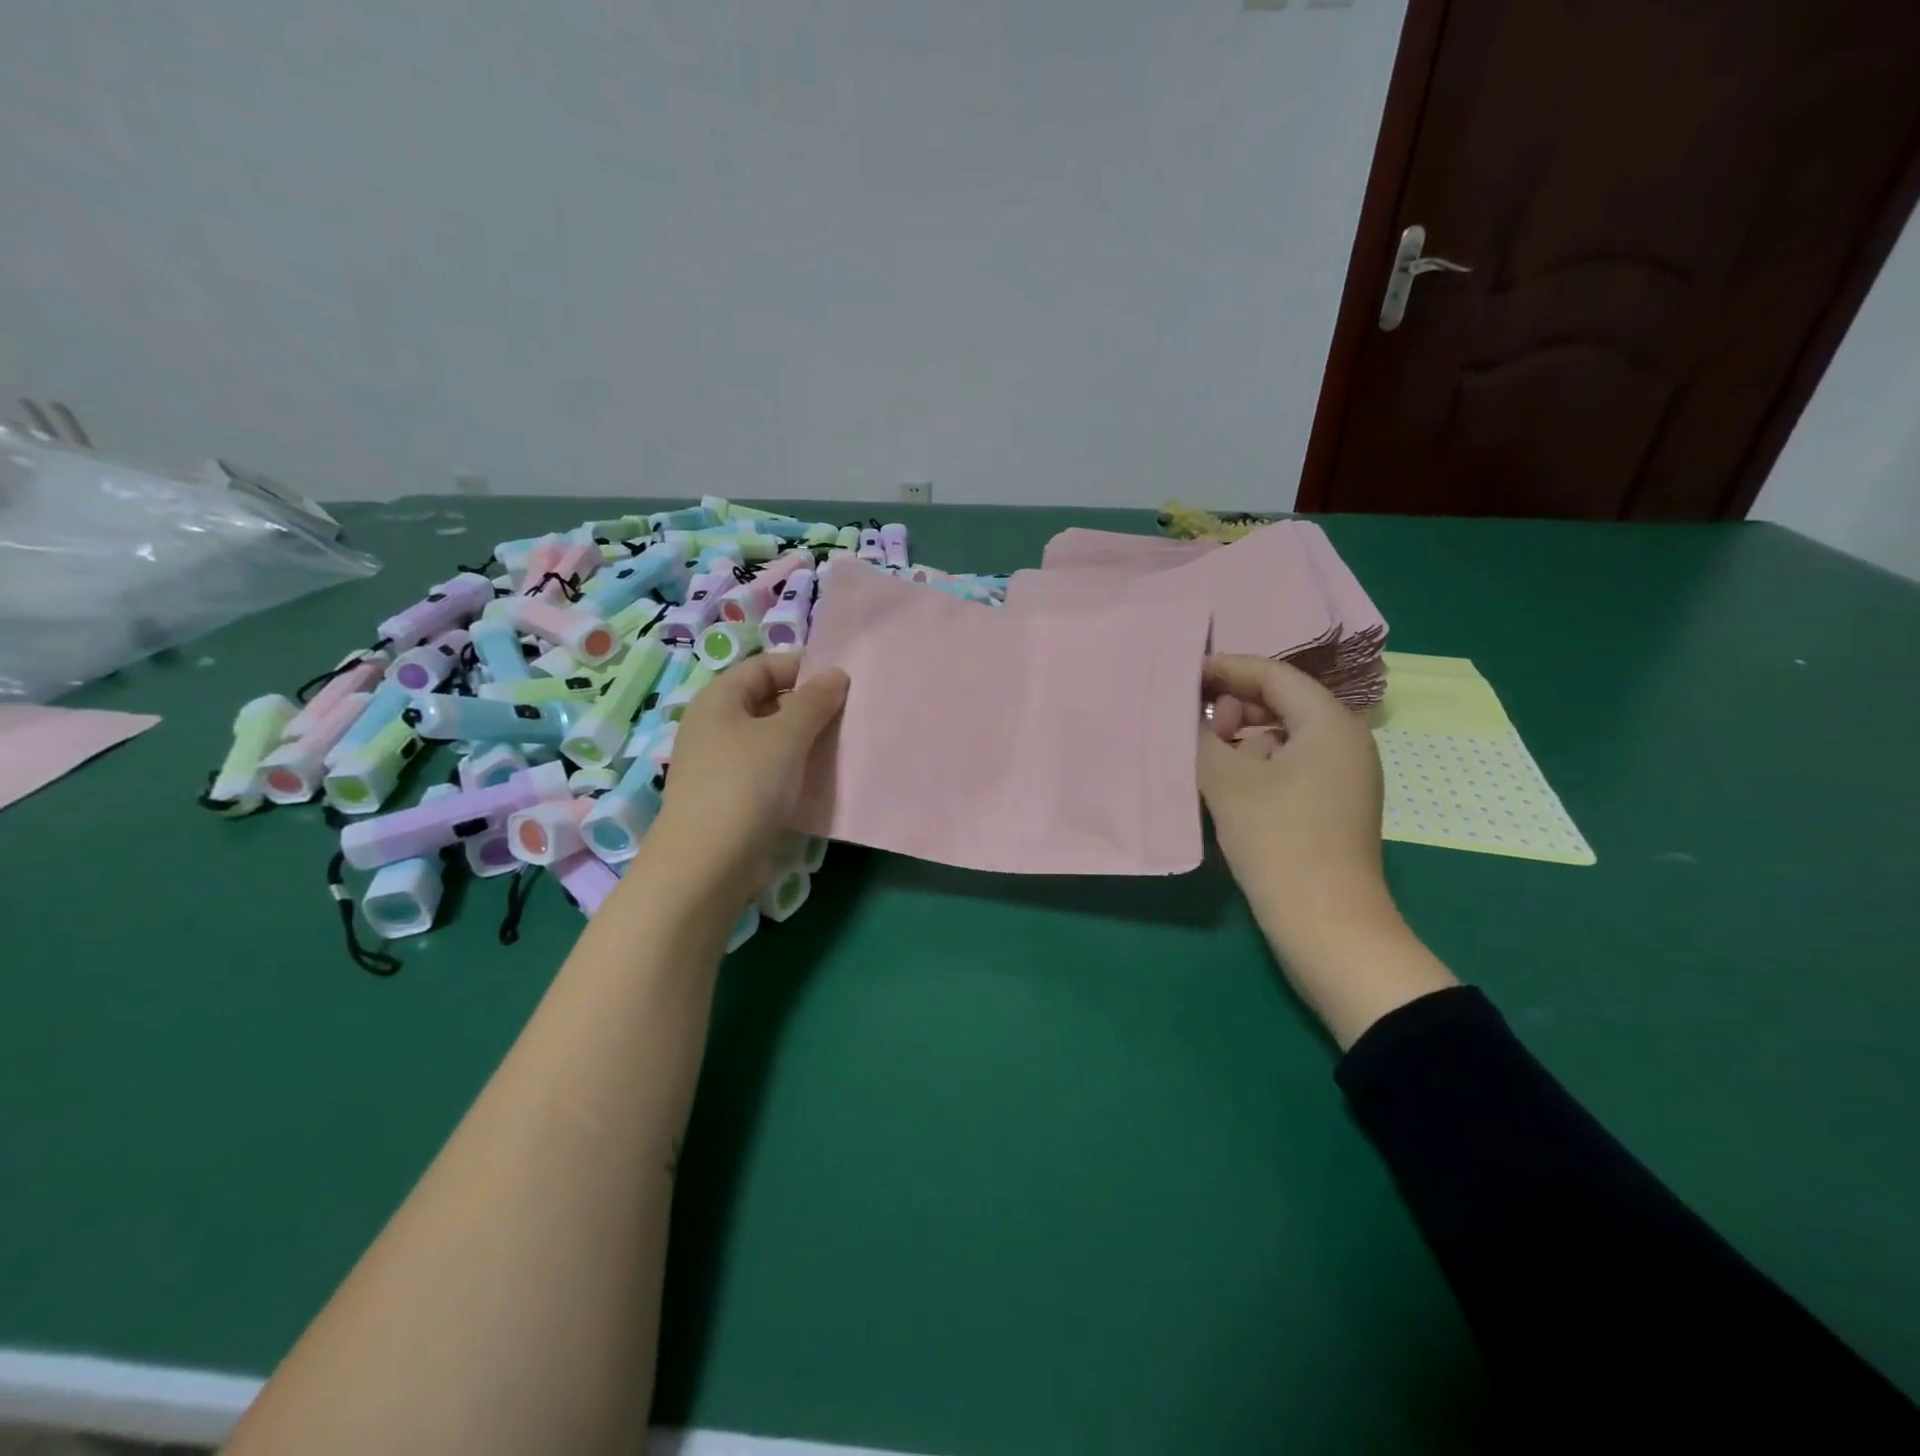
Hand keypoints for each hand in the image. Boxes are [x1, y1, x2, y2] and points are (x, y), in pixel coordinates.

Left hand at [647, 654, 848, 909]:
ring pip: (770, 739)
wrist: (707, 864)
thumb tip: (837, 674)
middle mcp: (715, 725)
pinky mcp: (730, 797)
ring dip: (804, 741)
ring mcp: (720, 764)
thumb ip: (814, 701)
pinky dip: (793, 770)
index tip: (843, 684)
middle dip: (808, 706)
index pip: (765, 666)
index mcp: (719, 699)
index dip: (803, 668)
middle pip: (767, 701)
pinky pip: (767, 770)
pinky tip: (818, 781)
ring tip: (840, 748)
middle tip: (848, 717)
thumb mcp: (785, 736)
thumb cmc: (745, 786)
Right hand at [1198, 655, 1393, 954]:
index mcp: (1329, 723)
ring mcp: (1342, 776)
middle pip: (1280, 702)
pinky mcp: (1331, 805)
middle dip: (1231, 707)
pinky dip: (1255, 765)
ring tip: (1205, 759)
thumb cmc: (1279, 842)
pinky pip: (1289, 765)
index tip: (1182, 676)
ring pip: (1282, 736)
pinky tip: (1225, 787)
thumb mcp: (1228, 782)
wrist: (1326, 926)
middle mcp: (1344, 741)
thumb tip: (1189, 716)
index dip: (1225, 669)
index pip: (1272, 675)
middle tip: (1195, 728)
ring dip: (1240, 739)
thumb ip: (1202, 737)